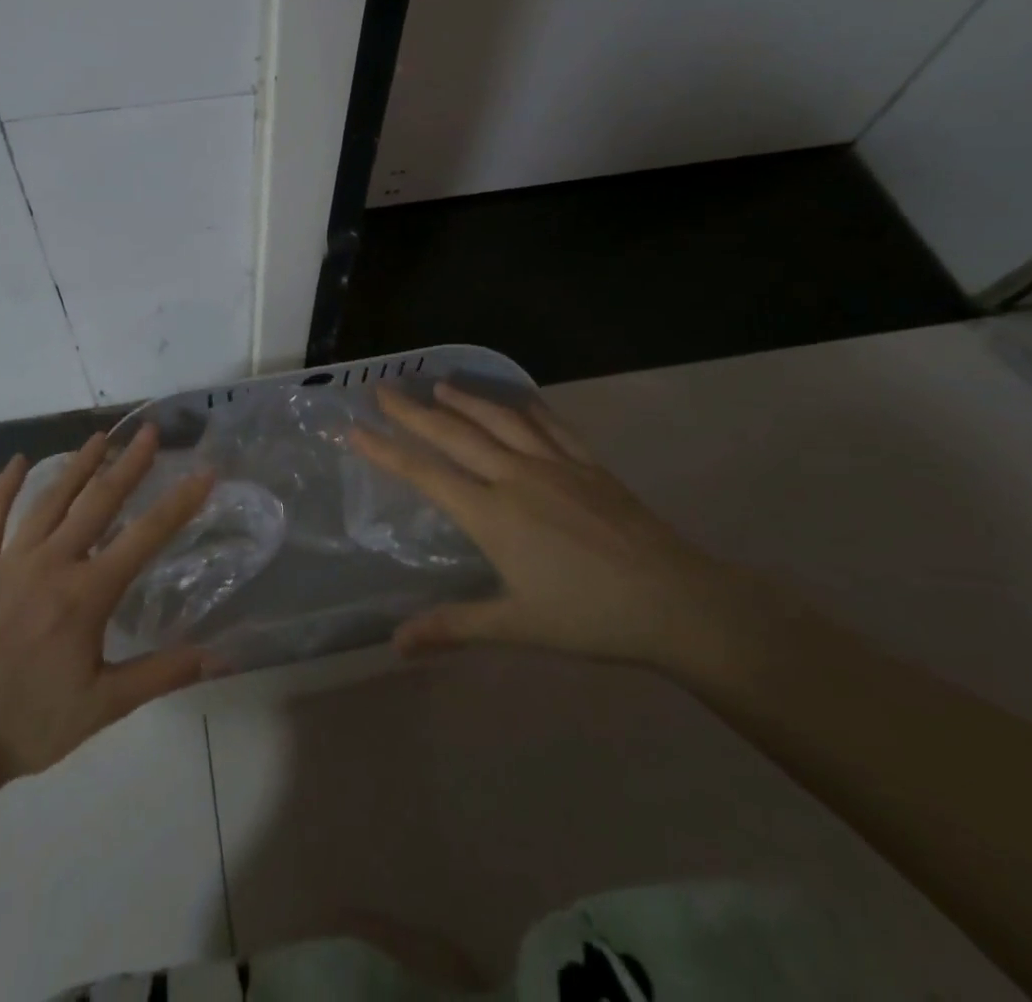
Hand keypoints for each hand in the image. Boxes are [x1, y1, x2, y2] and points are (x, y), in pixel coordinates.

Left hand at [0, 428, 215, 785]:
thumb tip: (221, 657)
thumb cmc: (30, 723)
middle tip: (149, 431)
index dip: (179, 502)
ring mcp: (10, 561)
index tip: (203, 471)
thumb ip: (163, 674)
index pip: (145, 537)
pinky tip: (17, 461)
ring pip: (50, 501)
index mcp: (87, 593)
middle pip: (98, 502)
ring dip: (77, 466)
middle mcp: (52, 564)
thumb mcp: (104, 705)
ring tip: (99, 437)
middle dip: (128, 464)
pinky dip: (3, 488)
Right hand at [352, 383, 731, 667]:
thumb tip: (395, 644)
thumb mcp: (517, 627)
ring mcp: (554, 464)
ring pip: (498, 420)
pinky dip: (525, 406)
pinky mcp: (588, 463)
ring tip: (439, 385)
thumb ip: (454, 627)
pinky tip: (516, 400)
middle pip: (455, 434)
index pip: (426, 474)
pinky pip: (549, 424)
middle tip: (384, 390)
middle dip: (414, 412)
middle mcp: (515, 477)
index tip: (355, 428)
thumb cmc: (590, 617)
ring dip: (465, 400)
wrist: (675, 601)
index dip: (386, 450)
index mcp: (492, 514)